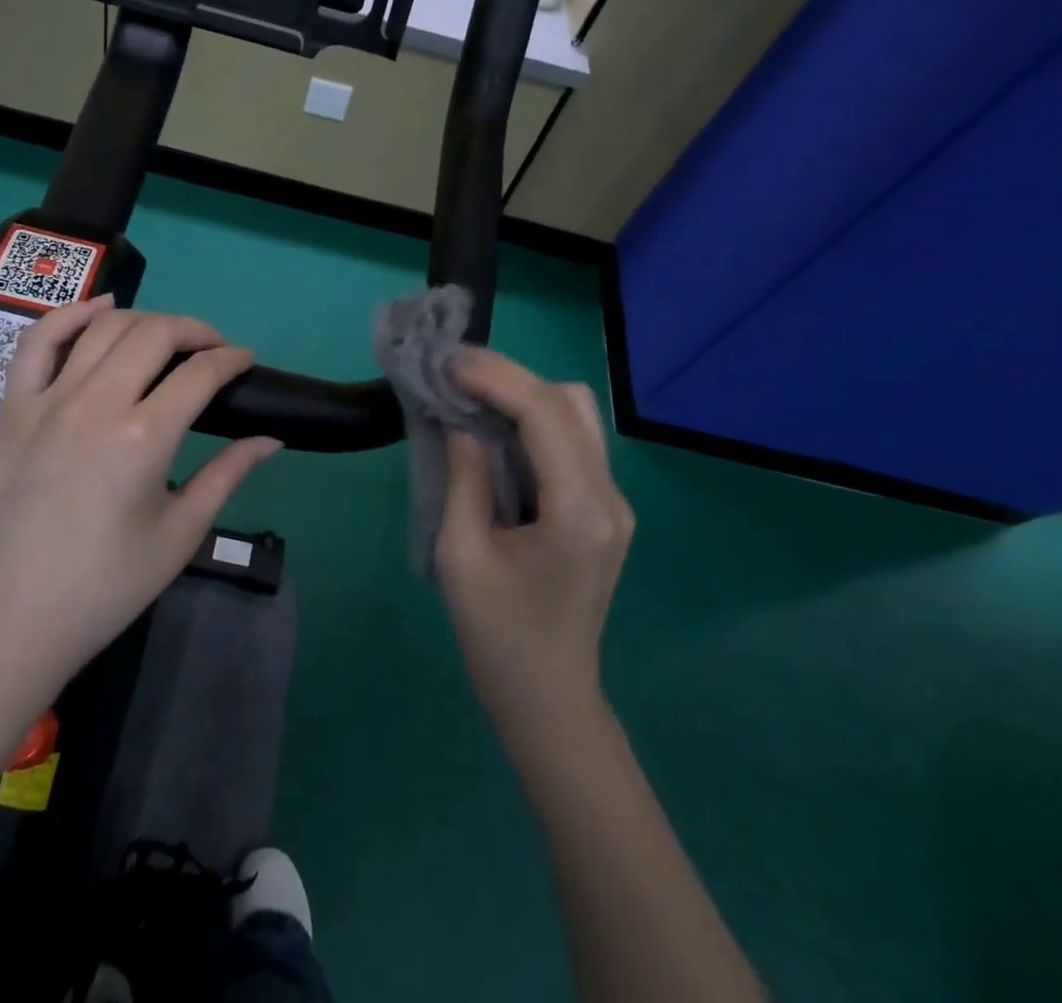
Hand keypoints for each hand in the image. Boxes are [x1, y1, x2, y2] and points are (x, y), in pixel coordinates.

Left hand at [0, 295, 281, 695]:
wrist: (12, 620)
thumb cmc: (106, 586)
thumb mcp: (180, 534)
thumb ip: (227, 475)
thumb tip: (271, 439)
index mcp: (143, 438)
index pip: (199, 373)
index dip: (231, 360)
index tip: (246, 362)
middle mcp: (95, 403)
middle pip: (155, 335)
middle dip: (195, 332)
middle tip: (214, 350)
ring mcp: (48, 400)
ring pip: (104, 328)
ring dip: (146, 321)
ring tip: (168, 339)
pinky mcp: (13, 409)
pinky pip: (38, 341)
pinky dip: (71, 314)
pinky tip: (101, 307)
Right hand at [435, 349, 632, 747]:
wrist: (548, 697)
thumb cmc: (496, 634)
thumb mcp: (461, 554)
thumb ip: (465, 476)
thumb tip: (460, 418)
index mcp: (578, 512)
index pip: (546, 414)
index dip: (497, 378)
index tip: (449, 365)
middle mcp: (609, 497)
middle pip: (570, 402)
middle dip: (510, 376)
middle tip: (454, 371)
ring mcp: (613, 502)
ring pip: (578, 414)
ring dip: (524, 393)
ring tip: (470, 392)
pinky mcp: (603, 509)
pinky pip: (573, 440)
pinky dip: (533, 419)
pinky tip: (495, 425)